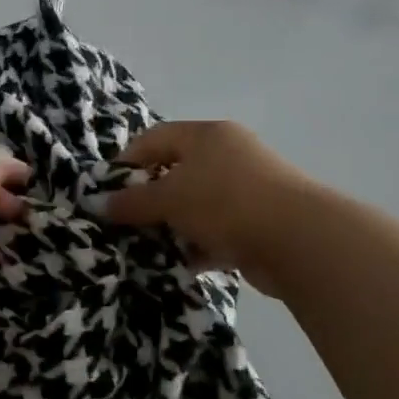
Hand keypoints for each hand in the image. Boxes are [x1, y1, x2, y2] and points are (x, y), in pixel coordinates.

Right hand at [104, 121, 317, 295]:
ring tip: (148, 247)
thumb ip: (131, 202)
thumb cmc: (225, 202)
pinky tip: (181, 263)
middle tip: (126, 221)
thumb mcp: (168, 199)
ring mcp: (247, 189)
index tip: (107, 191)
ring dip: (173, 225)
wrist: (299, 241)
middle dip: (149, 198)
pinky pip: (217, 230)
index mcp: (206, 135)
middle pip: (175, 171)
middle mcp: (228, 154)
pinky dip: (199, 244)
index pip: (154, 138)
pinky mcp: (260, 222)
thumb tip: (98, 204)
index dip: (126, 161)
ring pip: (196, 204)